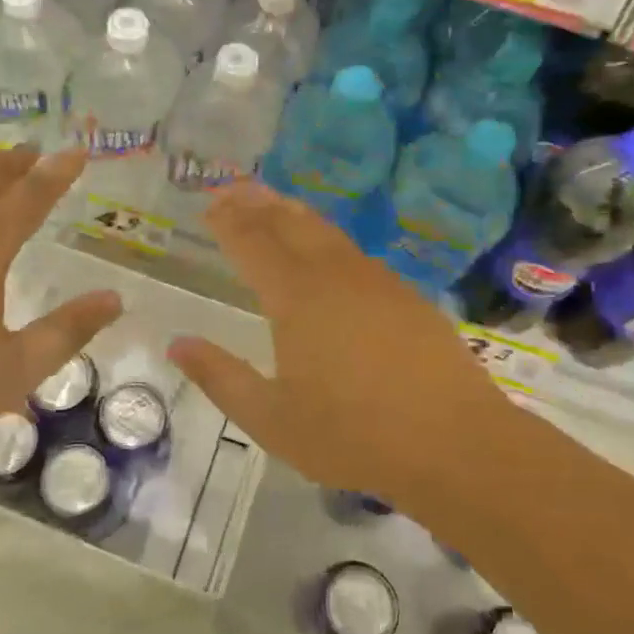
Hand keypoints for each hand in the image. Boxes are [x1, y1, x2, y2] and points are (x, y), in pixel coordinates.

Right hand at [168, 183, 512, 507]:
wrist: (455, 443)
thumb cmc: (353, 435)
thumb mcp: (271, 419)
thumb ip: (221, 377)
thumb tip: (178, 344)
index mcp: (296, 297)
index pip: (252, 243)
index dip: (228, 221)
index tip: (209, 204)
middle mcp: (334, 275)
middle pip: (290, 224)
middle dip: (257, 203)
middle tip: (234, 189)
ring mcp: (376, 282)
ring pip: (326, 232)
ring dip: (293, 214)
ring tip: (274, 204)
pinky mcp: (406, 296)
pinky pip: (354, 252)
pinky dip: (327, 238)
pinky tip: (329, 252)